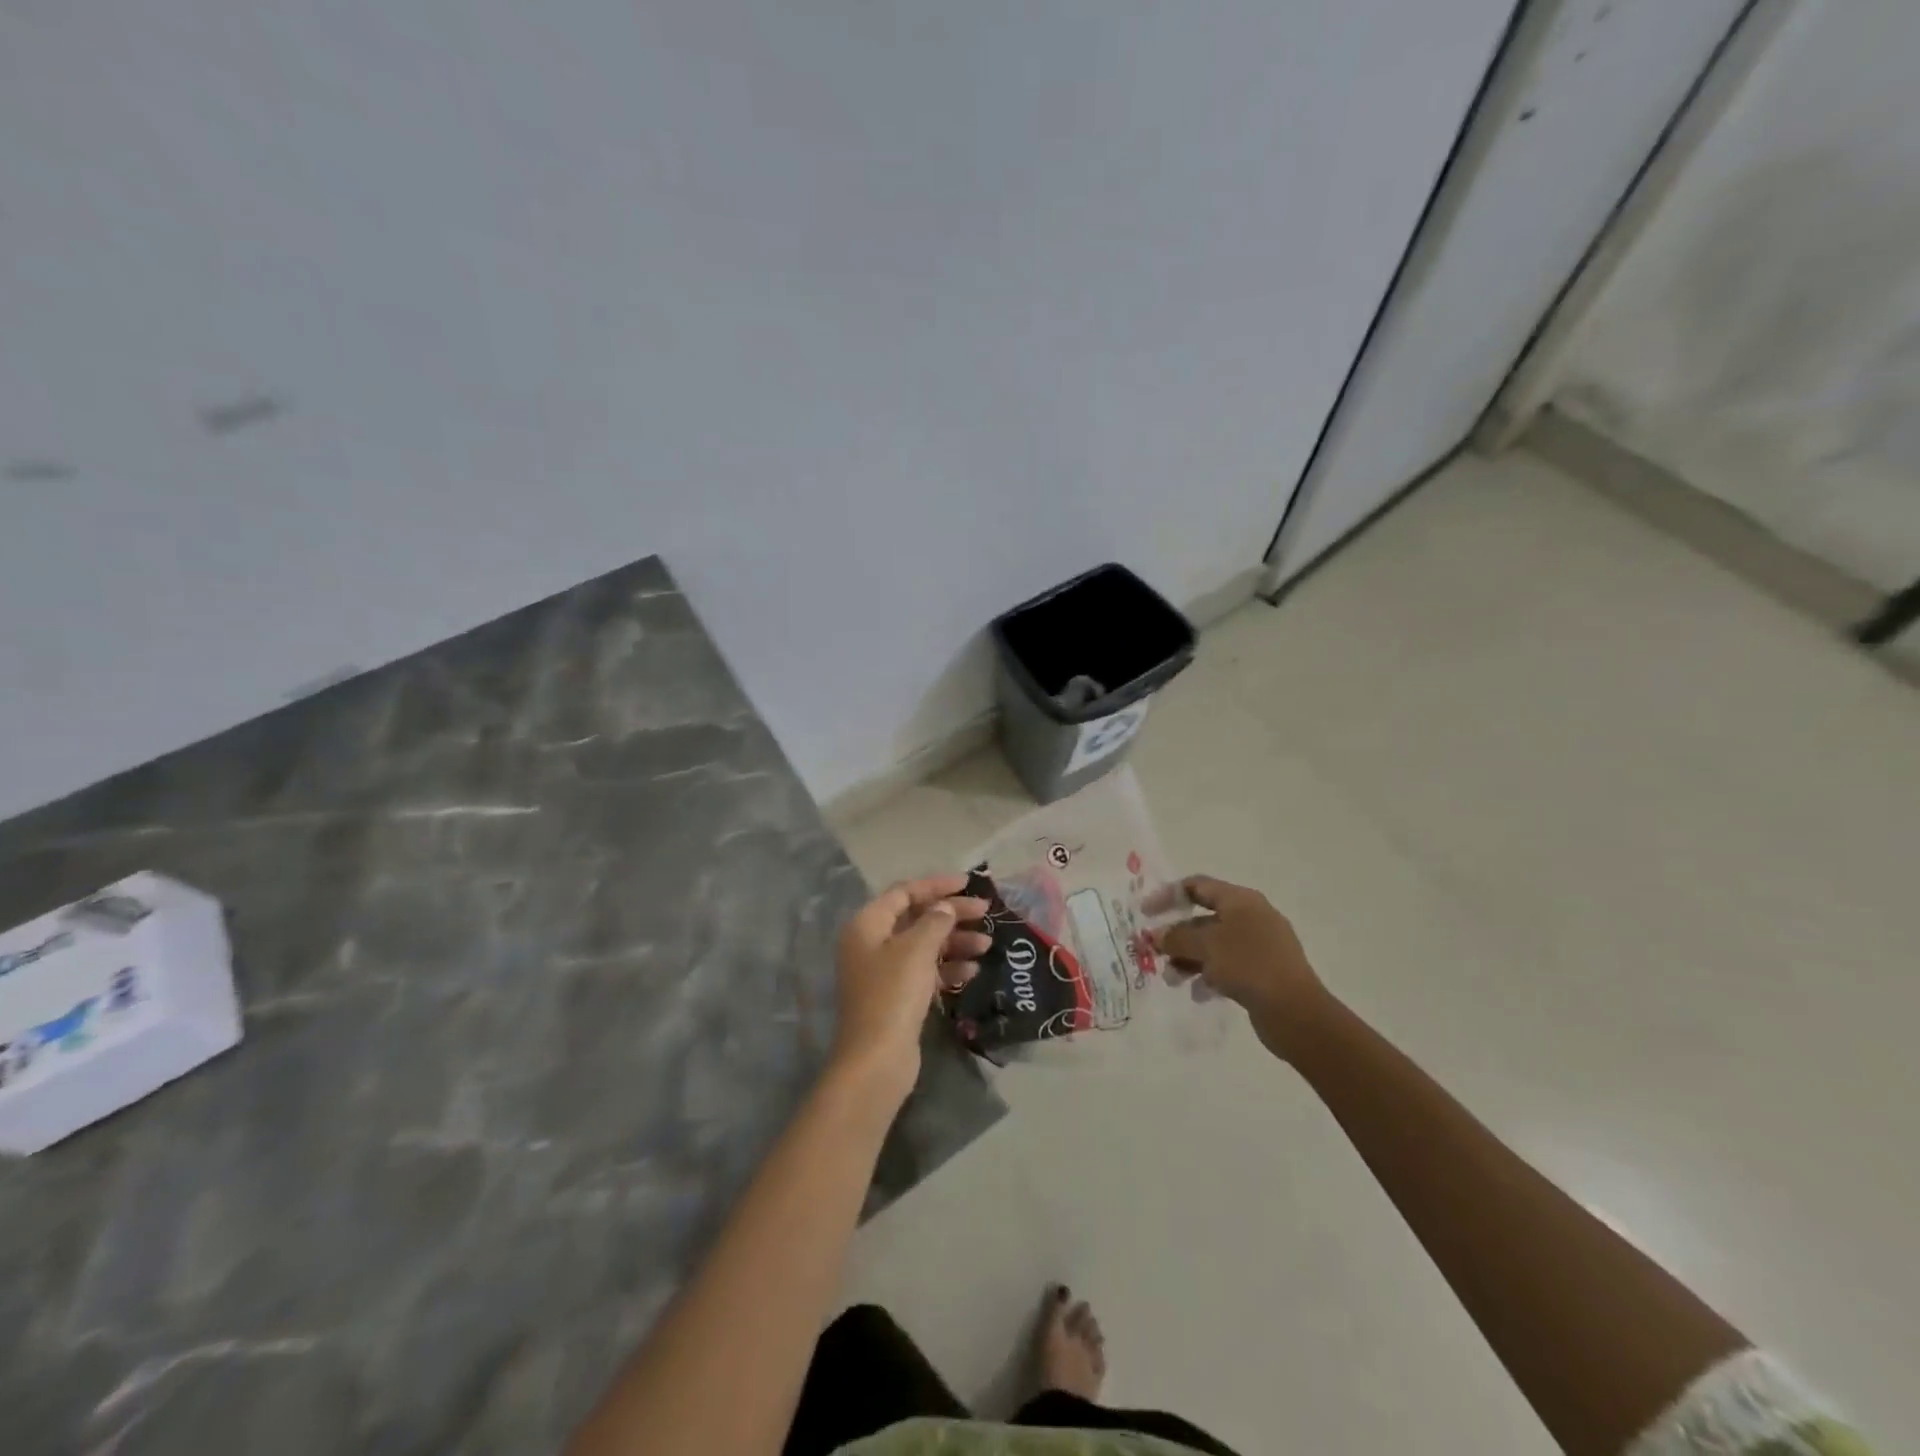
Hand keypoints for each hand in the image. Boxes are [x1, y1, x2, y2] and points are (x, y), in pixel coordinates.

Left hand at [831, 875, 990, 1107]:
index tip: (968, 883)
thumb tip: (945, 908)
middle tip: (986, 913)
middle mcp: (872, 944)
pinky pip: (926, 971)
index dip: (936, 885)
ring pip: (924, 945)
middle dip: (951, 914)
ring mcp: (883, 972)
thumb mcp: (917, 950)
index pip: (904, 892)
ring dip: (955, 942)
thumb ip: (935, 921)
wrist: (876, 1059)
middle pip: (916, 918)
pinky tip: (972, 970)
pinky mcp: (897, 997)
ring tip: (987, 945)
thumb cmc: (893, 994)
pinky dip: (948, 967)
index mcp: (867, 925)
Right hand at [1156, 876, 1330, 1060]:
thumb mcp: (1206, 946)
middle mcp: (1251, 917)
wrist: (1296, 1012)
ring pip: (1214, 945)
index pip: (1197, 886)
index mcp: (1241, 900)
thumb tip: (1155, 935)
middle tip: (1153, 951)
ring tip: (1171, 978)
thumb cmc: (1248, 965)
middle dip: (1176, 935)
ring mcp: (1260, 946)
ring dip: (1188, 959)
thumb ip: (1176, 937)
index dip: (1168, 895)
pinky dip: (1209, 975)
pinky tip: (1198, 993)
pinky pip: (1227, 966)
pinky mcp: (1263, 972)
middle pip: (1204, 918)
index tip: (1145, 913)